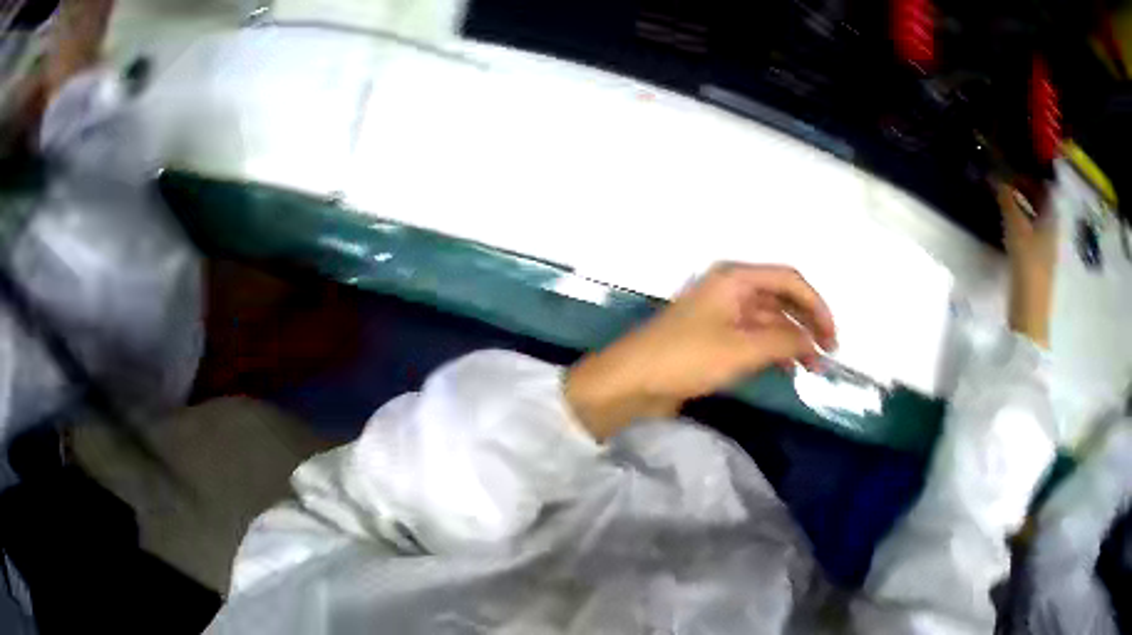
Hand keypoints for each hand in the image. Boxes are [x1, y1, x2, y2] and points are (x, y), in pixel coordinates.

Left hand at [564, 264, 836, 439]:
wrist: (632, 381)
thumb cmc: (686, 357)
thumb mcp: (742, 348)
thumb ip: (784, 341)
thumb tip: (813, 341)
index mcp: (735, 278)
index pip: (790, 280)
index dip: (817, 306)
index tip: (832, 337)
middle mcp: (731, 289)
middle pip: (781, 299)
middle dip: (806, 324)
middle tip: (826, 355)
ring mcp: (722, 314)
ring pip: (769, 320)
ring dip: (792, 340)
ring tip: (812, 368)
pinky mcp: (714, 338)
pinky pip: (753, 337)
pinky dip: (772, 350)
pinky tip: (787, 368)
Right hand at [997, 183, 1057, 346]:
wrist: (1030, 312)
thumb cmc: (1028, 265)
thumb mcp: (1016, 227)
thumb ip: (1007, 199)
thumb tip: (996, 175)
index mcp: (1051, 217)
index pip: (1045, 186)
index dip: (1033, 172)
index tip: (1017, 161)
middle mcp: (1051, 228)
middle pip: (1041, 200)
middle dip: (1026, 185)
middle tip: (1007, 175)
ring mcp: (1045, 245)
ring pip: (1035, 214)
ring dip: (1022, 202)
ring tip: (1004, 194)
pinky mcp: (1037, 259)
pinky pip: (1031, 228)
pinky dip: (1021, 218)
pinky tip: (1009, 219)